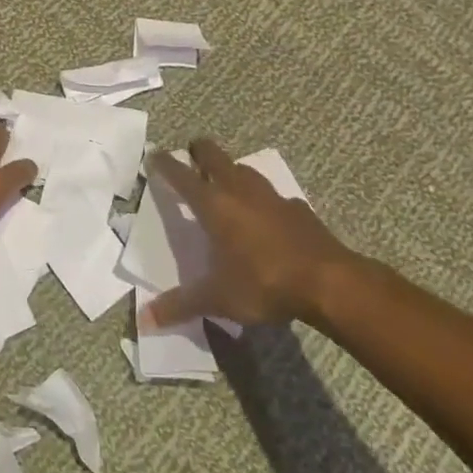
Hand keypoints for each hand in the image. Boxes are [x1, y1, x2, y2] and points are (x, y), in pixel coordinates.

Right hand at [145, 138, 391, 328]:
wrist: (329, 282)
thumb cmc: (264, 283)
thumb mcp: (217, 299)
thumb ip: (179, 306)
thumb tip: (142, 321)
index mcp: (215, 206)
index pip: (182, 177)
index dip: (166, 164)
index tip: (154, 154)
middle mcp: (240, 191)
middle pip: (215, 156)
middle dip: (200, 151)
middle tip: (191, 154)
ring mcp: (272, 196)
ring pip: (245, 170)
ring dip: (231, 170)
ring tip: (225, 182)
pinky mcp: (298, 208)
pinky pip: (273, 195)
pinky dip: (262, 199)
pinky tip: (265, 216)